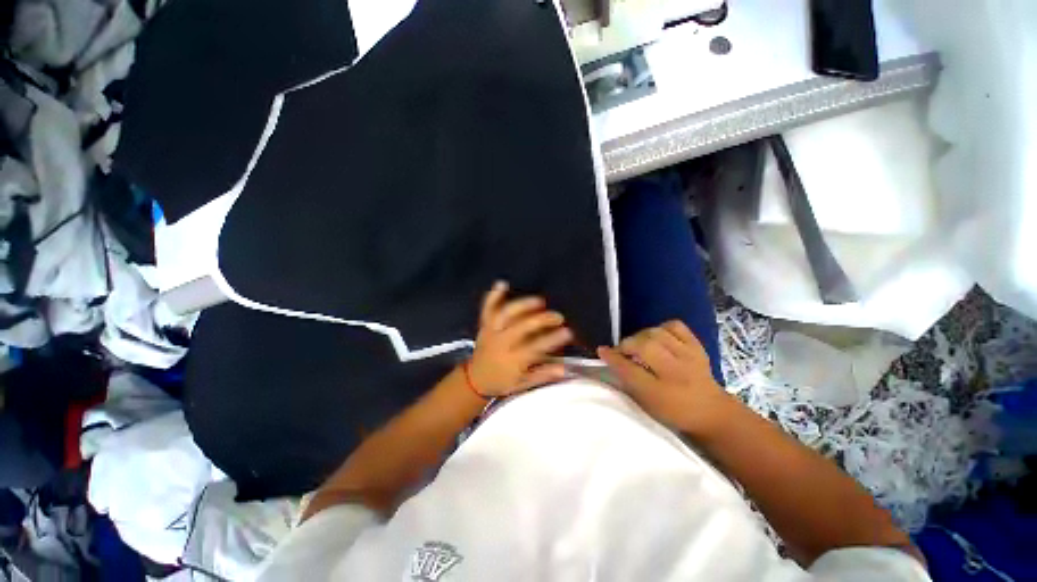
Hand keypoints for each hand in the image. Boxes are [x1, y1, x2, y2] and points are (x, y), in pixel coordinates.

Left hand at [467, 281, 571, 396]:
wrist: (474, 379)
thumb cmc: (502, 382)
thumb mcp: (523, 384)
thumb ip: (543, 375)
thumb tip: (563, 368)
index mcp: (512, 360)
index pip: (535, 347)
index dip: (552, 339)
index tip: (568, 332)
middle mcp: (501, 343)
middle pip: (522, 327)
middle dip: (543, 319)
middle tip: (558, 316)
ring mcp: (491, 332)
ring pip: (506, 314)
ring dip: (523, 305)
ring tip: (539, 301)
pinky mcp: (484, 325)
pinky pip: (487, 309)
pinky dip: (493, 296)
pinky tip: (502, 283)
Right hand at [597, 320, 732, 433]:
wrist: (711, 411)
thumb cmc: (673, 411)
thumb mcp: (646, 404)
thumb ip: (627, 381)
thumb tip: (609, 359)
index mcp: (661, 393)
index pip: (630, 370)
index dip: (613, 358)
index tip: (601, 351)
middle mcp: (676, 372)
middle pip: (644, 346)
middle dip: (626, 345)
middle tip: (622, 351)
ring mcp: (689, 356)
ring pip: (656, 333)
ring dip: (640, 336)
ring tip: (638, 345)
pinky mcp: (696, 346)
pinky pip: (675, 326)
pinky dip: (661, 328)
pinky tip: (657, 337)